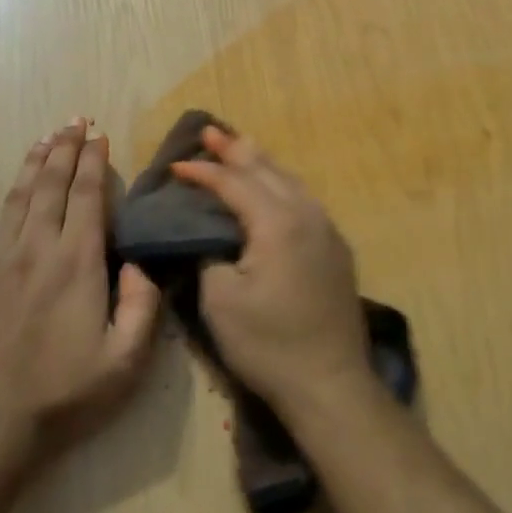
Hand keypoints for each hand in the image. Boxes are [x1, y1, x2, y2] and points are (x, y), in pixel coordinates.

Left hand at [0, 119, 159, 472]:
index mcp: (77, 263)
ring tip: (44, 138)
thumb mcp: (126, 361)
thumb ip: (142, 306)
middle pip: (52, 186)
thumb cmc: (64, 398)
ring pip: (15, 199)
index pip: (88, 196)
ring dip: (31, 164)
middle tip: (74, 121)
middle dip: (65, 149)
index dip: (95, 162)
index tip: (100, 135)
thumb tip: (139, 263)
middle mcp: (36, 250)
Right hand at [171, 126, 370, 415]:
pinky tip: (272, 188)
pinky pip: (303, 200)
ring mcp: (327, 229)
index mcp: (278, 221)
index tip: (175, 164)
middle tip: (209, 131)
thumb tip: (208, 237)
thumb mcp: (221, 300)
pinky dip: (280, 184)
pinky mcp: (336, 248)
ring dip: (262, 163)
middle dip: (236, 150)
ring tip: (240, 146)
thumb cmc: (269, 343)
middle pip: (267, 170)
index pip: (235, 183)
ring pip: (290, 181)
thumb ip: (209, 255)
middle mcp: (307, 214)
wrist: (330, 382)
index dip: (204, 171)